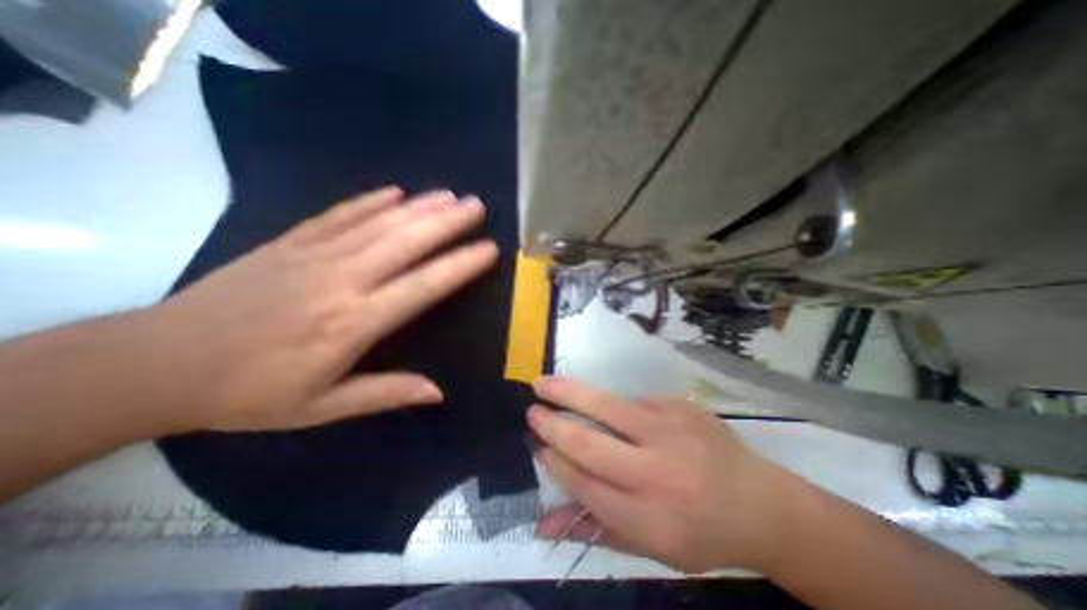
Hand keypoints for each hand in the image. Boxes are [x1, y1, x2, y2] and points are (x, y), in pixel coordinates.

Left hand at [142, 186, 494, 432]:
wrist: (157, 363)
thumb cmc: (250, 392)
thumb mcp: (321, 407)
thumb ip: (386, 394)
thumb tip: (438, 392)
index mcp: (354, 322)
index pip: (423, 286)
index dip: (460, 265)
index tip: (488, 249)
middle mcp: (342, 280)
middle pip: (406, 242)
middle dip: (447, 223)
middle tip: (477, 207)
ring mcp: (314, 255)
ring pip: (379, 223)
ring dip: (419, 206)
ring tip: (450, 195)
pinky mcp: (290, 242)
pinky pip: (340, 214)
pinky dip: (370, 201)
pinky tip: (395, 192)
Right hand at [530, 379, 799, 572]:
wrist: (762, 504)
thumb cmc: (701, 533)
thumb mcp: (649, 547)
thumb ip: (593, 531)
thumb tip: (541, 525)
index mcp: (648, 517)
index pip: (585, 484)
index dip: (555, 462)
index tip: (536, 445)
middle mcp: (656, 472)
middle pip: (589, 443)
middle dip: (553, 425)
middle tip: (530, 411)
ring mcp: (670, 431)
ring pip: (607, 407)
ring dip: (570, 393)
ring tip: (543, 384)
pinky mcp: (680, 407)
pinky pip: (635, 401)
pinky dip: (617, 405)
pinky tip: (612, 410)